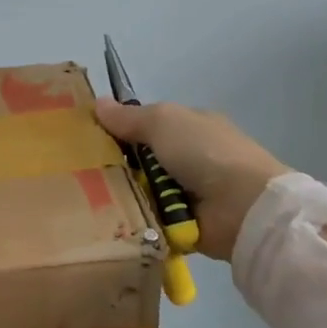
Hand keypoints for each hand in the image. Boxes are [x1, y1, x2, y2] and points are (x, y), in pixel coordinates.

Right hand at [94, 99, 288, 260]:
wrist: (242, 207)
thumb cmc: (204, 152)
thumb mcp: (164, 121)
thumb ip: (129, 117)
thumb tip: (97, 103)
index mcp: (190, 127)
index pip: (148, 125)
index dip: (121, 130)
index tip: (90, 139)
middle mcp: (190, 158)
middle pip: (140, 160)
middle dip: (116, 166)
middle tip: (84, 173)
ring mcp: (188, 192)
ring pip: (141, 191)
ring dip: (122, 195)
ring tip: (90, 199)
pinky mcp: (183, 224)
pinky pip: (148, 218)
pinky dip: (134, 219)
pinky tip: (109, 220)